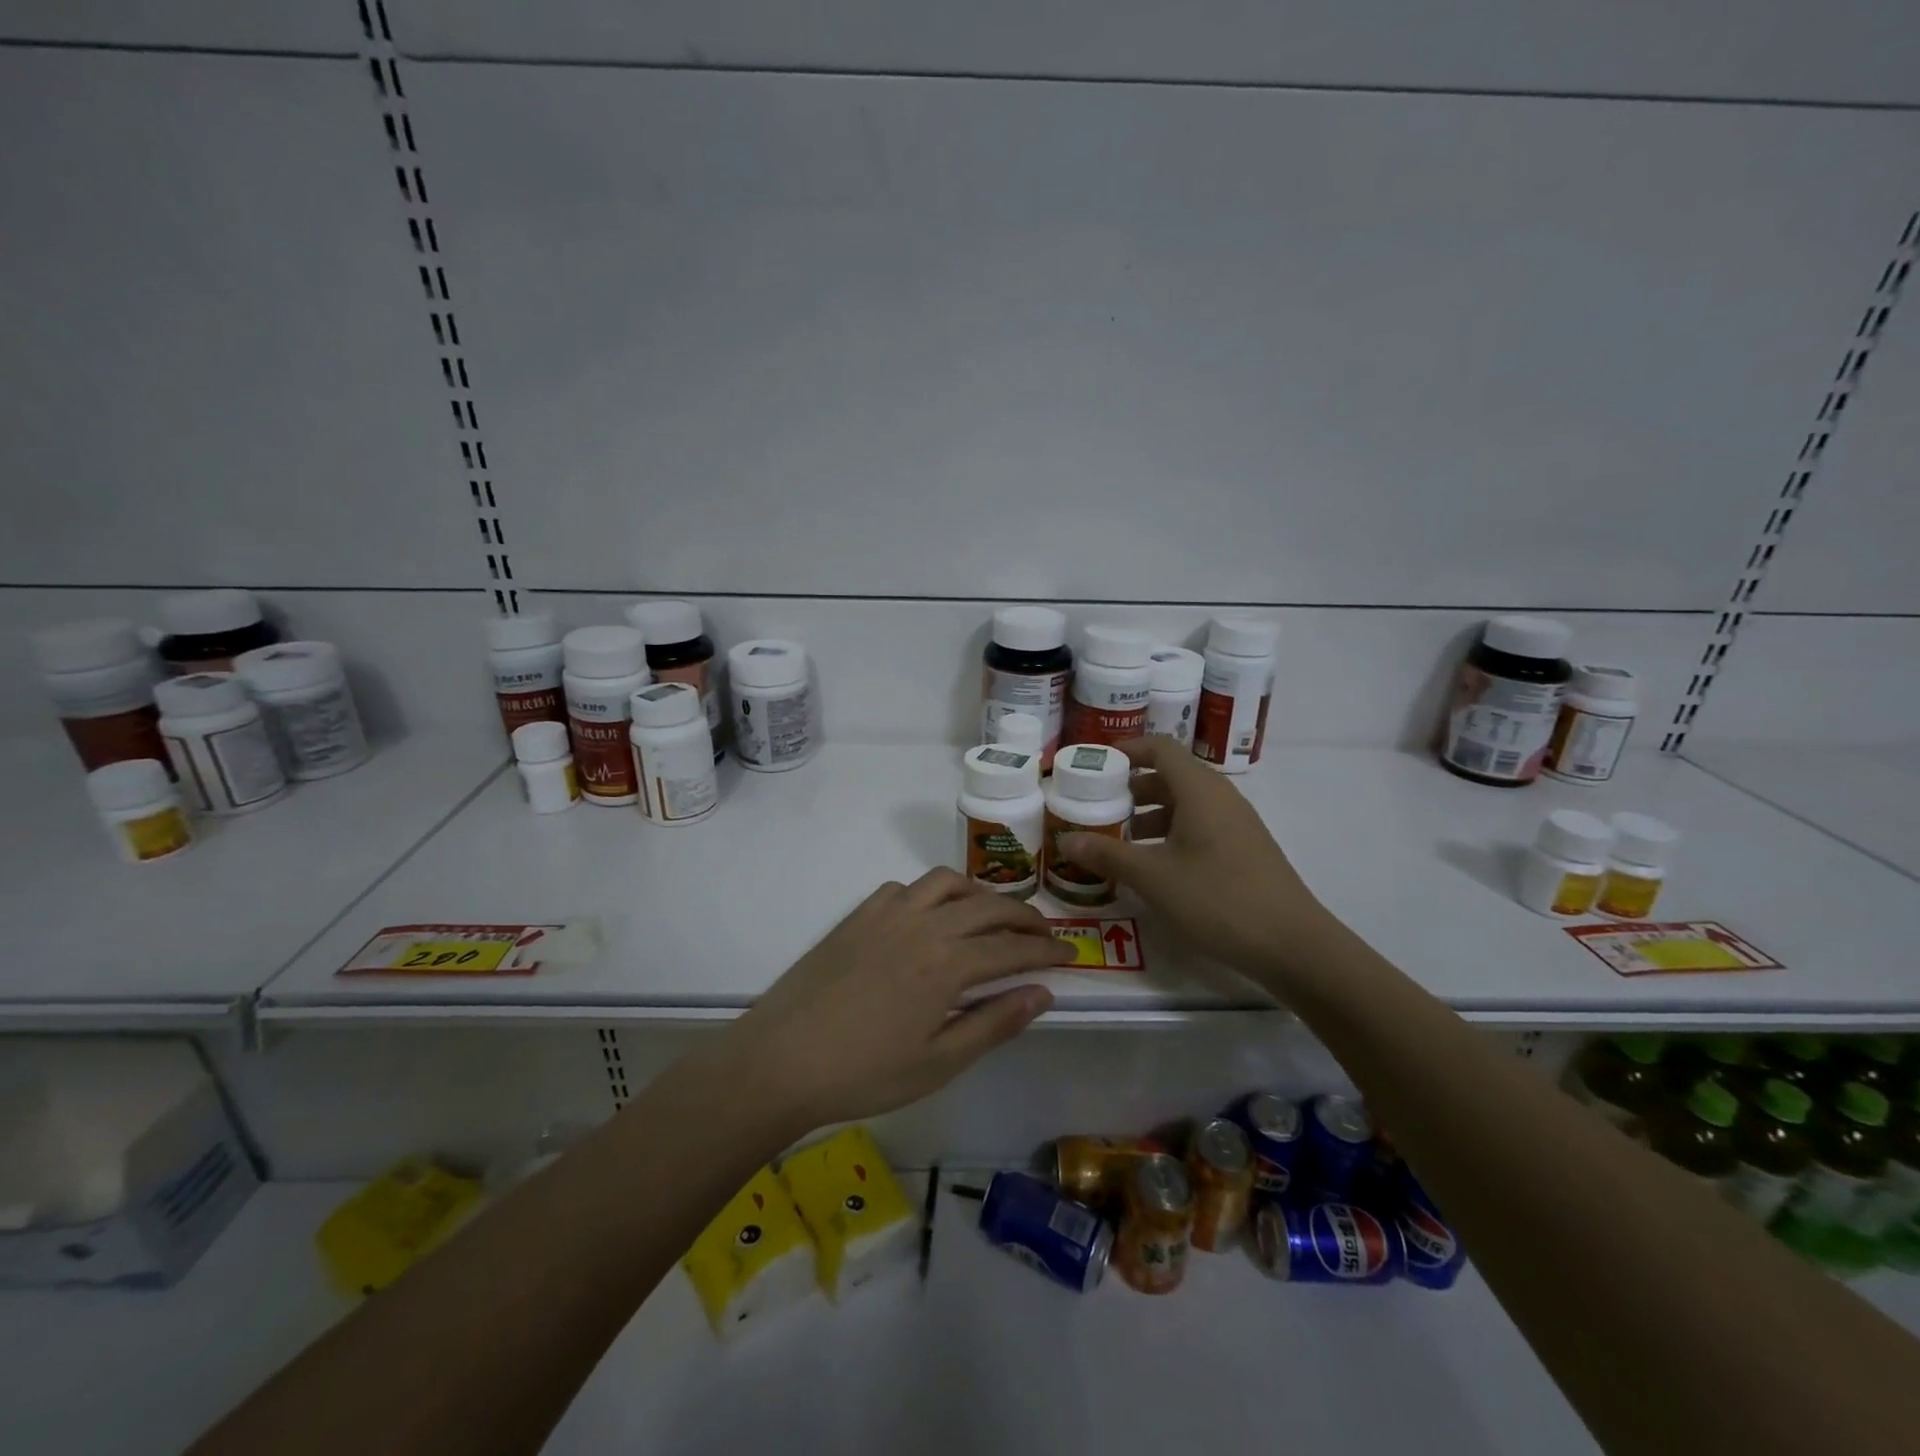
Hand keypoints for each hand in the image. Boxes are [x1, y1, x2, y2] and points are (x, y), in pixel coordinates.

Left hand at [715, 868, 1075, 1133]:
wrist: (782, 1060)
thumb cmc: (865, 1073)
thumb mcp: (939, 1062)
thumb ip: (994, 1023)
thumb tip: (1041, 992)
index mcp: (948, 964)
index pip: (1013, 948)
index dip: (1047, 950)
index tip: (1072, 953)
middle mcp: (924, 925)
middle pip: (988, 906)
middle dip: (1024, 917)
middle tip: (1043, 933)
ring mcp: (888, 914)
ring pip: (948, 883)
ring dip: (979, 894)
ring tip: (991, 915)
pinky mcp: (859, 915)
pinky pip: (905, 888)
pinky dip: (931, 894)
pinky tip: (929, 917)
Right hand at [1059, 737, 1331, 983]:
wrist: (1293, 945)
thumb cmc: (1218, 899)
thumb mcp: (1154, 877)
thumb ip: (1108, 855)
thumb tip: (1066, 840)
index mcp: (1199, 789)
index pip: (1159, 748)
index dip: (1126, 750)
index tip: (1094, 766)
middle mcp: (1219, 797)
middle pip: (1169, 776)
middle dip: (1130, 789)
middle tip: (1096, 808)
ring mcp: (1235, 824)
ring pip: (1183, 805)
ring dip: (1147, 816)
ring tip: (1116, 841)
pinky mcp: (1242, 849)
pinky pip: (1198, 827)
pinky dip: (1169, 835)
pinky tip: (1152, 867)